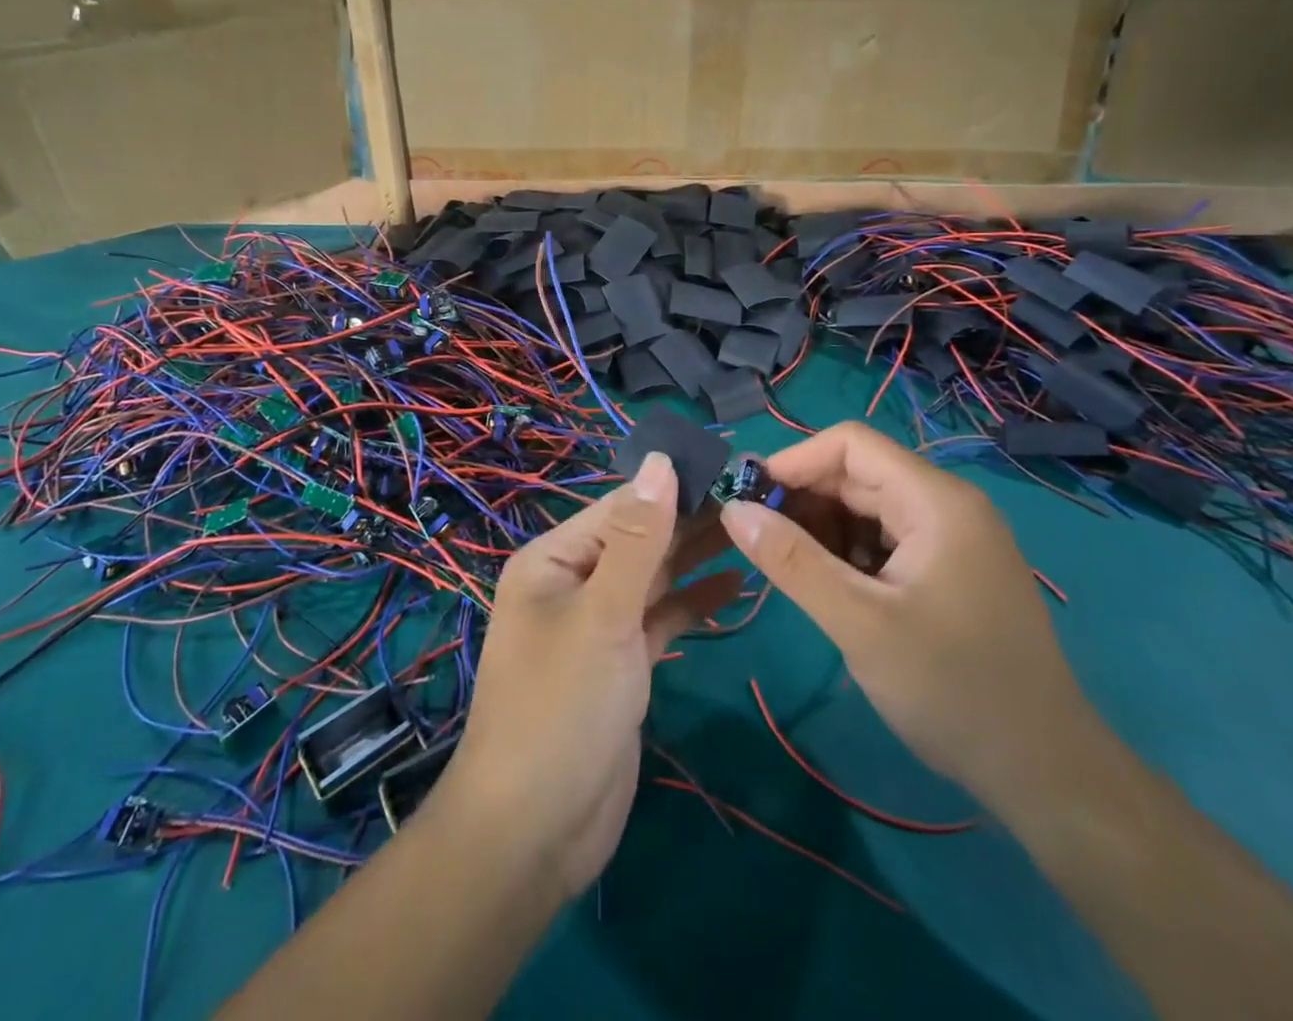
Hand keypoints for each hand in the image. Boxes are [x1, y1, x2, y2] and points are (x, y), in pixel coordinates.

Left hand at [439, 452, 741, 896]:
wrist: (536, 829)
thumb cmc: (562, 705)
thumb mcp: (603, 612)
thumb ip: (637, 538)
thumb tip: (661, 462)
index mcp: (554, 559)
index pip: (621, 507)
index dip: (673, 486)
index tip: (731, 467)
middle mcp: (575, 582)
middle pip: (640, 540)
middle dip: (691, 520)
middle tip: (757, 498)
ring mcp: (599, 624)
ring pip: (654, 578)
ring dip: (697, 557)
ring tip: (754, 531)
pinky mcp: (623, 663)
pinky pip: (661, 618)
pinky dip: (693, 602)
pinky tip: (736, 586)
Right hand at [718, 422, 1090, 809]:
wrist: (1046, 773)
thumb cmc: (953, 690)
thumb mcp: (860, 624)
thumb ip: (792, 561)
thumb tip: (732, 508)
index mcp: (936, 500)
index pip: (851, 444)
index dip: (794, 461)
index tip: (749, 499)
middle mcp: (946, 505)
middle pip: (858, 474)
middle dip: (803, 498)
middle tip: (758, 539)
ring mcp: (952, 538)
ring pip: (867, 508)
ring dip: (822, 528)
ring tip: (789, 569)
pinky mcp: (949, 570)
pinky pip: (885, 539)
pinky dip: (848, 553)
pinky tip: (829, 587)